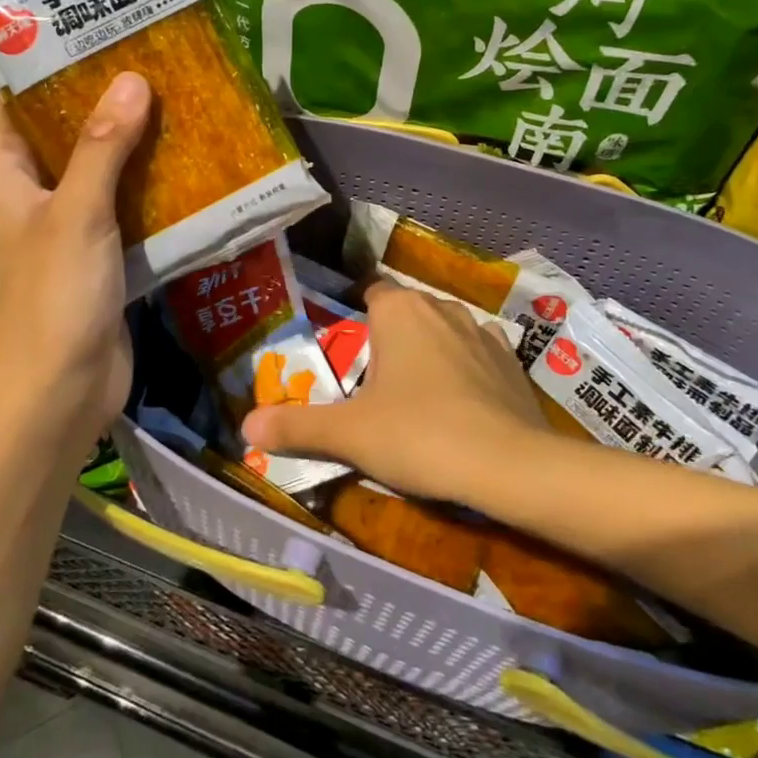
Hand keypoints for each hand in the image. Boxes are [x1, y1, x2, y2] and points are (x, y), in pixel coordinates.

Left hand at [0, 73, 151, 446]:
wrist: (59, 392)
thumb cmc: (52, 296)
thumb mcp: (77, 213)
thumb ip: (103, 148)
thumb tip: (131, 79)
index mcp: (5, 175)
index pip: (3, 101)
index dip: (28, 61)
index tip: (74, 25)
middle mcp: (31, 194)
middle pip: (56, 130)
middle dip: (92, 95)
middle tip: (141, 53)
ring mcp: (65, 226)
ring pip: (94, 167)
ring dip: (125, 138)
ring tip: (170, 94)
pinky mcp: (98, 255)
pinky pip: (121, 206)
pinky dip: (144, 183)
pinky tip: (183, 161)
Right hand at [241, 283, 549, 503]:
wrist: (509, 466)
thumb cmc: (418, 434)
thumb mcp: (349, 434)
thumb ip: (297, 427)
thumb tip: (245, 427)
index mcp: (399, 310)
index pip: (370, 292)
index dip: (357, 317)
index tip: (348, 351)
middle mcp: (441, 308)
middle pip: (407, 312)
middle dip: (391, 337)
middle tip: (373, 382)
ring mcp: (483, 332)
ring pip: (445, 331)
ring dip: (431, 351)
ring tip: (417, 394)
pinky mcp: (513, 363)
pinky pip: (478, 355)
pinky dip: (467, 370)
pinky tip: (461, 404)